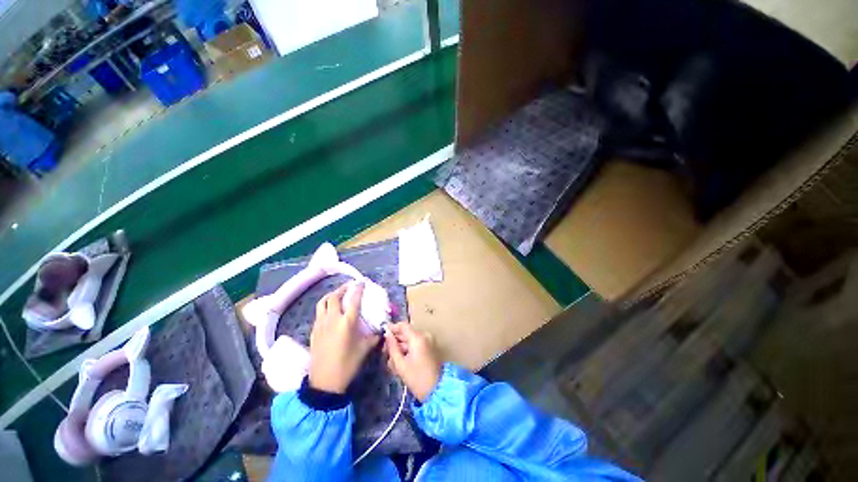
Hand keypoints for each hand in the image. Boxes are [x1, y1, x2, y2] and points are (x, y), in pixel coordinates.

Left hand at [308, 282, 379, 393]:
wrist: (324, 382)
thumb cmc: (347, 364)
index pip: (354, 299)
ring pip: (323, 302)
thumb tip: (381, 331)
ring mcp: (321, 324)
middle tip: (349, 287)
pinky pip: (319, 312)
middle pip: (335, 296)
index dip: (358, 289)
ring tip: (338, 295)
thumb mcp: (365, 349)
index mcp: (347, 322)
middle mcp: (333, 319)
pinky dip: (325, 306)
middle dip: (343, 289)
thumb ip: (374, 337)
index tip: (361, 282)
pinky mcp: (314, 331)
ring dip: (331, 295)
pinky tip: (330, 311)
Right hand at [384, 323, 441, 401]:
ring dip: (401, 346)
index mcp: (418, 337)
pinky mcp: (430, 347)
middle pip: (406, 332)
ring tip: (391, 359)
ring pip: (410, 338)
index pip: (403, 325)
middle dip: (395, 340)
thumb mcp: (400, 364)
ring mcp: (429, 341)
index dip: (392, 328)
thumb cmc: (417, 378)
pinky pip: (416, 343)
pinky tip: (400, 360)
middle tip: (384, 350)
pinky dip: (408, 349)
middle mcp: (425, 335)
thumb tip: (387, 335)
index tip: (382, 335)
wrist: (437, 391)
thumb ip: (392, 347)